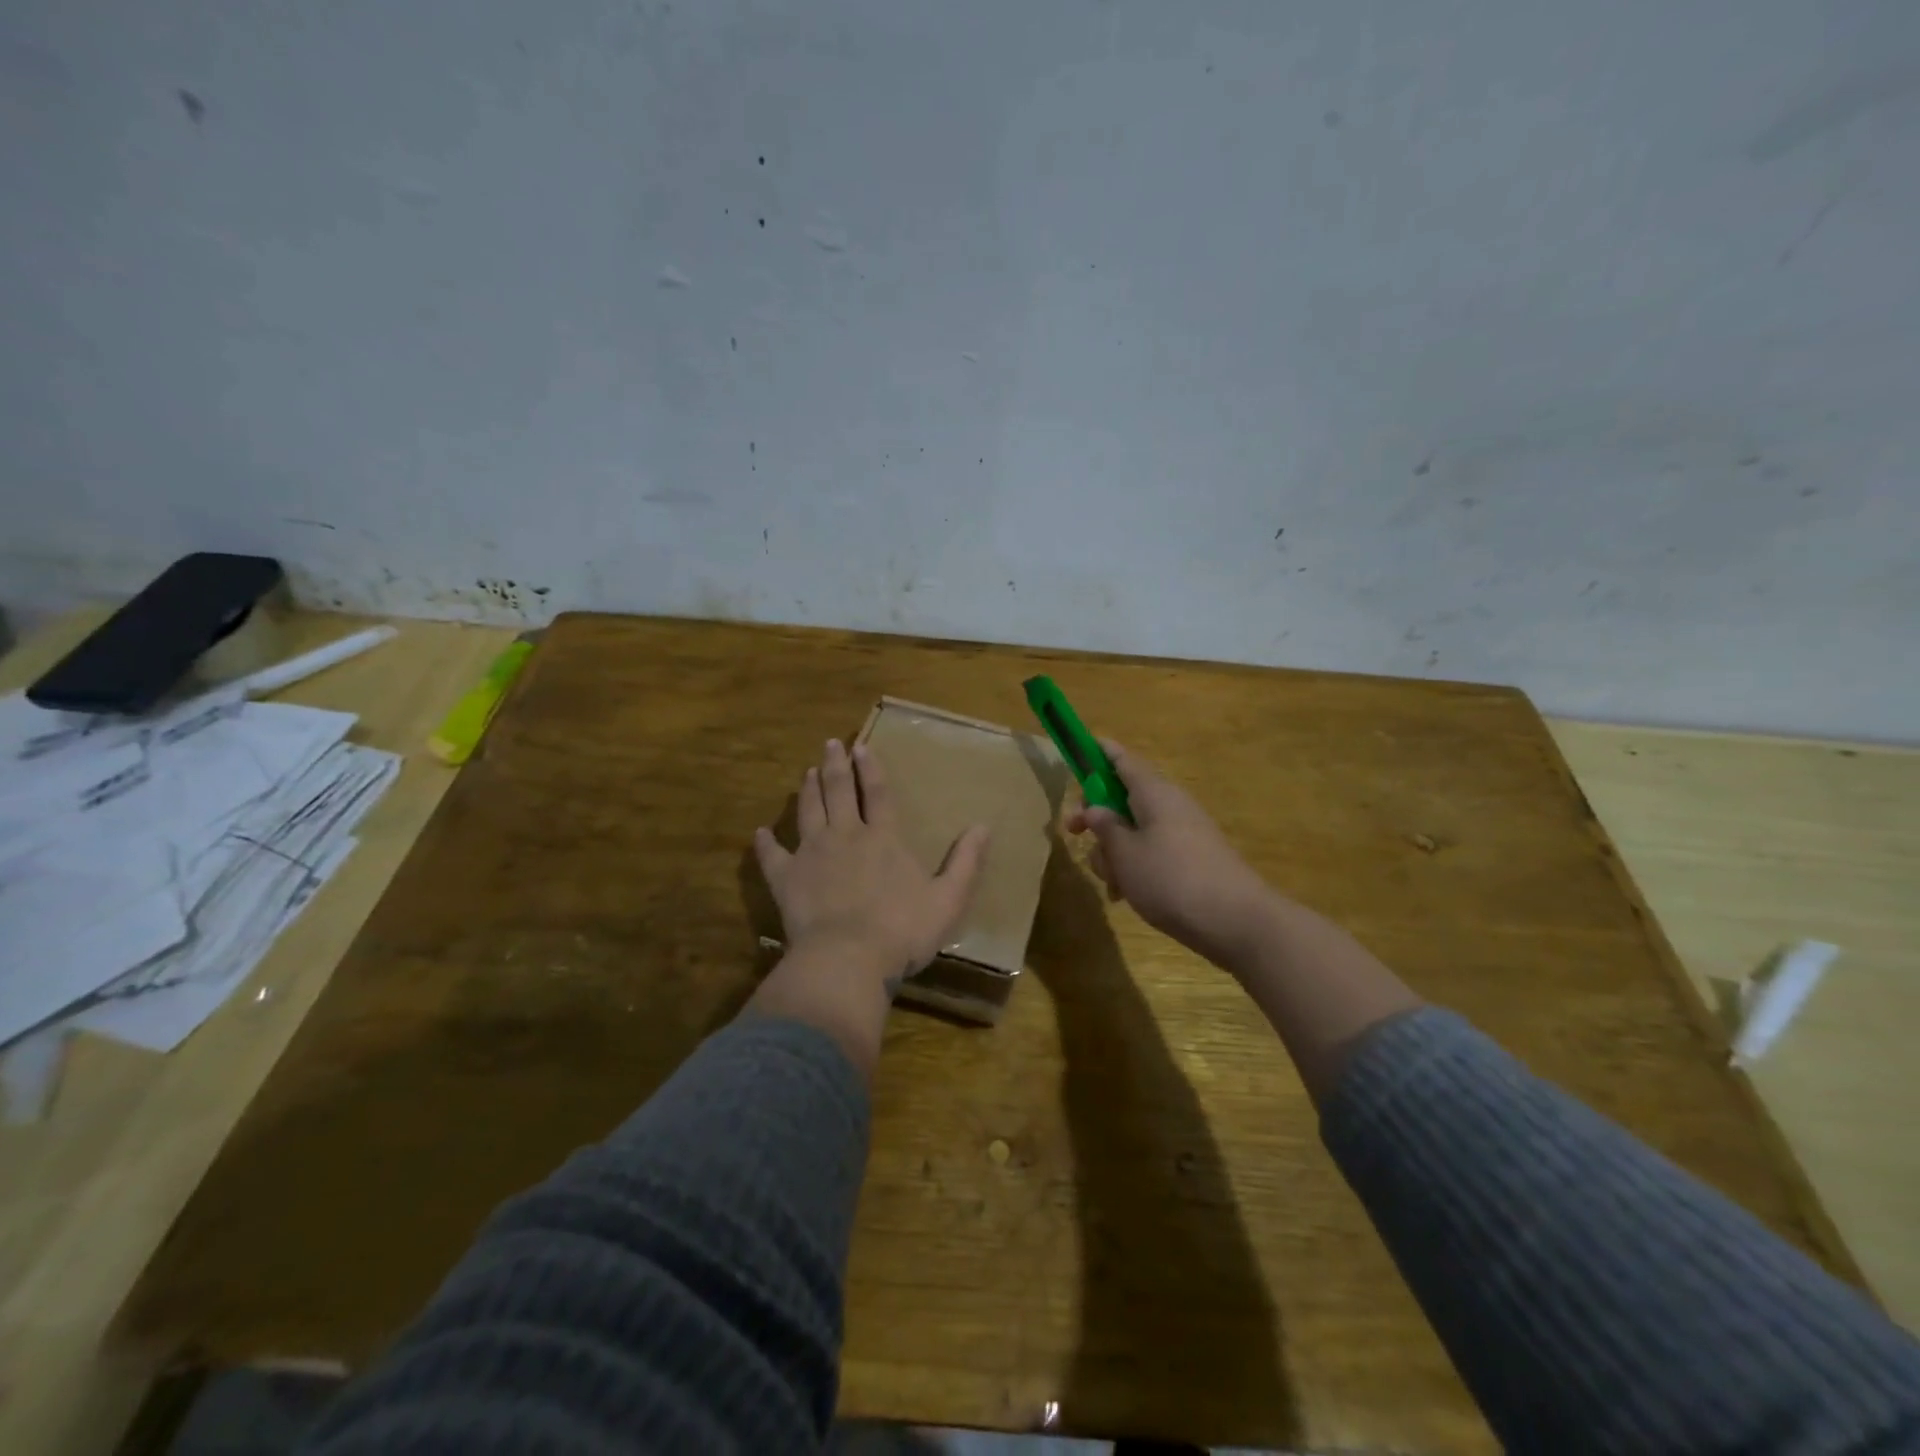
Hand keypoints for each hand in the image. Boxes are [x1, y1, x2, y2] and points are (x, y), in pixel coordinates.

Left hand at [755, 739, 989, 992]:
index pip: (878, 794)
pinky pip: (773, 856)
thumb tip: (984, 826)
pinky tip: (761, 832)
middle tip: (829, 744)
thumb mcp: (948, 899)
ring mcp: (812, 854)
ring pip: (809, 812)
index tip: (862, 747)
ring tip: (807, 773)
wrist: (848, 959)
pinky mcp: (786, 879)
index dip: (871, 769)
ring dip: (808, 790)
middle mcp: (846, 836)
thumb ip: (966, 862)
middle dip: (835, 766)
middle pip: (839, 792)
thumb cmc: (902, 930)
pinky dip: (766, 843)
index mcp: (883, 838)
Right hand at [1065, 741, 1277, 972]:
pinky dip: (1134, 867)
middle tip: (1074, 834)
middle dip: (1097, 818)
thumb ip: (1105, 827)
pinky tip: (1125, 895)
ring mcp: (1183, 833)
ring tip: (1110, 882)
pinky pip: (1152, 852)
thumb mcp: (1125, 853)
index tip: (1079, 748)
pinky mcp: (1190, 859)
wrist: (1236, 922)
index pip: (1122, 760)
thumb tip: (1096, 809)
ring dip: (1114, 851)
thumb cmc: (1171, 879)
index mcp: (1153, 793)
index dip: (1099, 752)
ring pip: (1134, 830)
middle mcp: (1170, 805)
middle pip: (1124, 798)